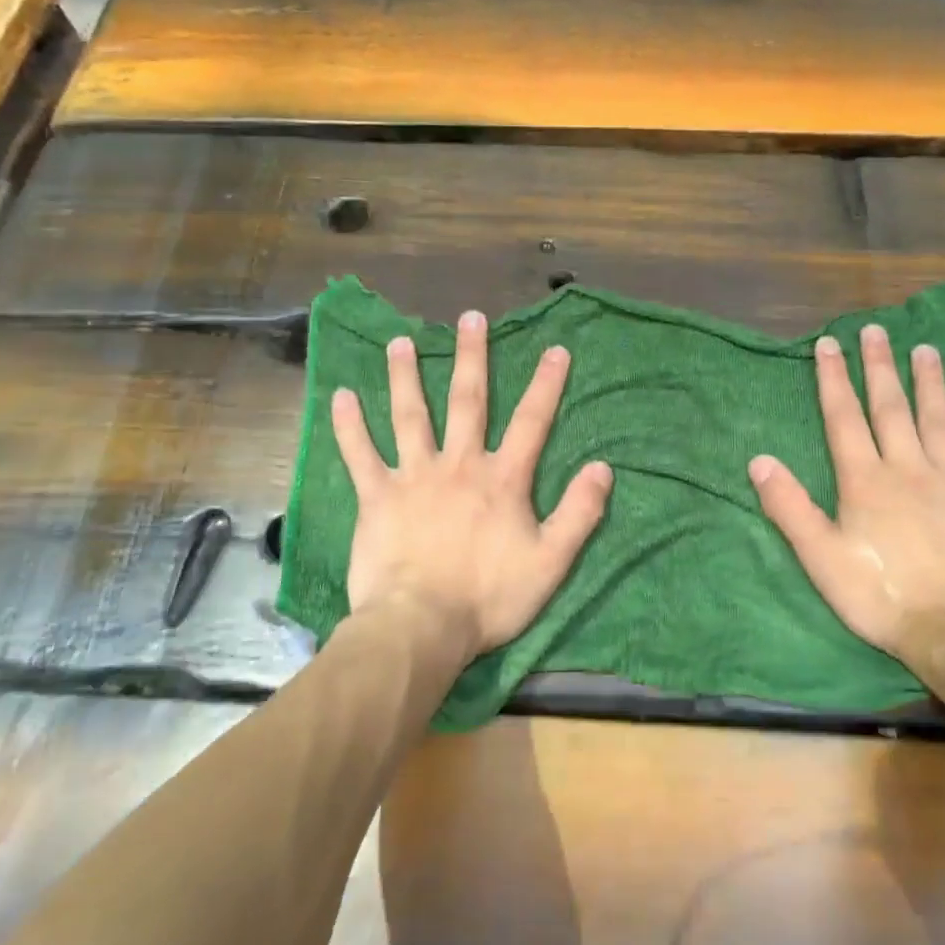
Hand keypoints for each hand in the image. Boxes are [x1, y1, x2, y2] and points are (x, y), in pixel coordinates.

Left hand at [331, 310, 612, 657]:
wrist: (422, 626)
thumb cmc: (490, 597)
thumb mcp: (551, 561)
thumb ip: (579, 513)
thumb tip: (603, 468)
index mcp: (502, 478)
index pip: (531, 421)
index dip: (546, 384)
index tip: (555, 349)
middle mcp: (459, 464)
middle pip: (467, 400)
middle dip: (471, 357)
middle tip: (470, 318)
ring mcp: (414, 476)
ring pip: (410, 415)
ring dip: (405, 376)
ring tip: (400, 341)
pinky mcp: (377, 497)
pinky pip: (360, 455)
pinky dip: (349, 426)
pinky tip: (341, 397)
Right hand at [748, 326, 944, 672]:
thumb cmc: (882, 598)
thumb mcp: (821, 558)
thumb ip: (789, 507)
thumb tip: (758, 460)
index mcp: (866, 481)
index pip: (844, 418)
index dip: (834, 379)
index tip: (829, 344)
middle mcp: (910, 470)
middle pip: (892, 409)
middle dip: (881, 367)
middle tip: (878, 330)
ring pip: (942, 424)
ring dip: (933, 385)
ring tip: (928, 350)